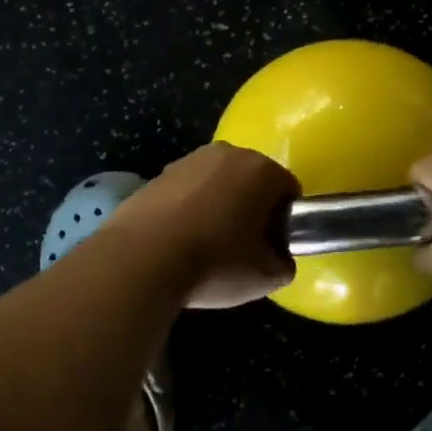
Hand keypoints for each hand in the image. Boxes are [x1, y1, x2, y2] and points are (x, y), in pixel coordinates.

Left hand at [105, 142, 300, 307]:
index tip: (271, 247)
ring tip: (205, 246)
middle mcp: (227, 153)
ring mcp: (188, 160)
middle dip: (250, 207)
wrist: (143, 259)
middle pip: (251, 180)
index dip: (284, 220)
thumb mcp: (266, 277)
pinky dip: (187, 210)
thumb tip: (277, 257)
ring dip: (217, 206)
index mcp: (261, 170)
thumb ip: (283, 263)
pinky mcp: (157, 175)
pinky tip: (177, 242)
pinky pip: (185, 192)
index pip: (288, 190)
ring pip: (216, 184)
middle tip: (242, 247)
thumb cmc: (216, 263)